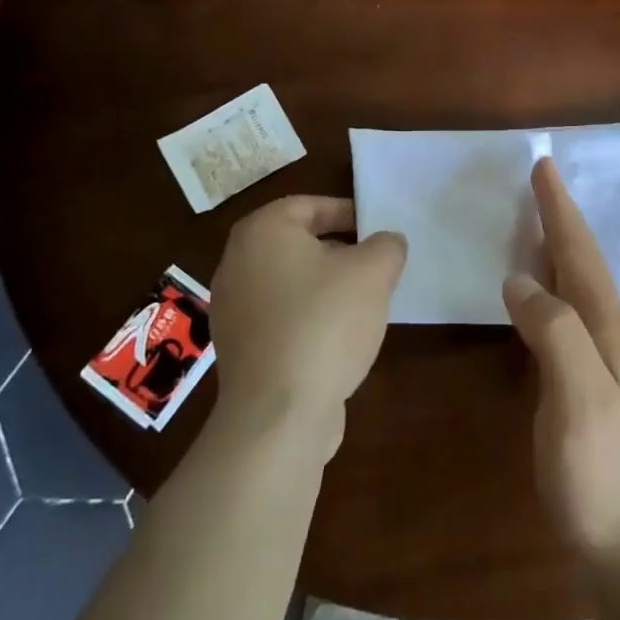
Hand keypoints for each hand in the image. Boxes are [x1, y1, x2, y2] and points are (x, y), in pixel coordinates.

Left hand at [209, 196, 406, 458]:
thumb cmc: (324, 323)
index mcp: (262, 232)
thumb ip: (387, 246)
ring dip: (325, 286)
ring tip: (364, 302)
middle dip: (339, 250)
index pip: (308, 205)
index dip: (347, 212)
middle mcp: (236, 263)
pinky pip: (280, 317)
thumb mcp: (373, 272)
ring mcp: (232, 309)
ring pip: (289, 281)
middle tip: (375, 264)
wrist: (278, 414)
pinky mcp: (239, 349)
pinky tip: (339, 338)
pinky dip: (308, 317)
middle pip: (297, 243)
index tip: (376, 228)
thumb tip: (387, 243)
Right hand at [503, 159, 619, 565]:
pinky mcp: (578, 372)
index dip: (560, 210)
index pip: (580, 252)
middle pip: (580, 258)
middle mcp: (606, 327)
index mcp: (607, 324)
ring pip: (573, 278)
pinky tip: (532, 281)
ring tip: (534, 214)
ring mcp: (595, 351)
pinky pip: (560, 305)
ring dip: (555, 242)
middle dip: (560, 216)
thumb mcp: (577, 396)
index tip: (543, 167)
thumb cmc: (596, 464)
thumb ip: (553, 332)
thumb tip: (518, 279)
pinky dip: (546, 277)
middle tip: (538, 178)